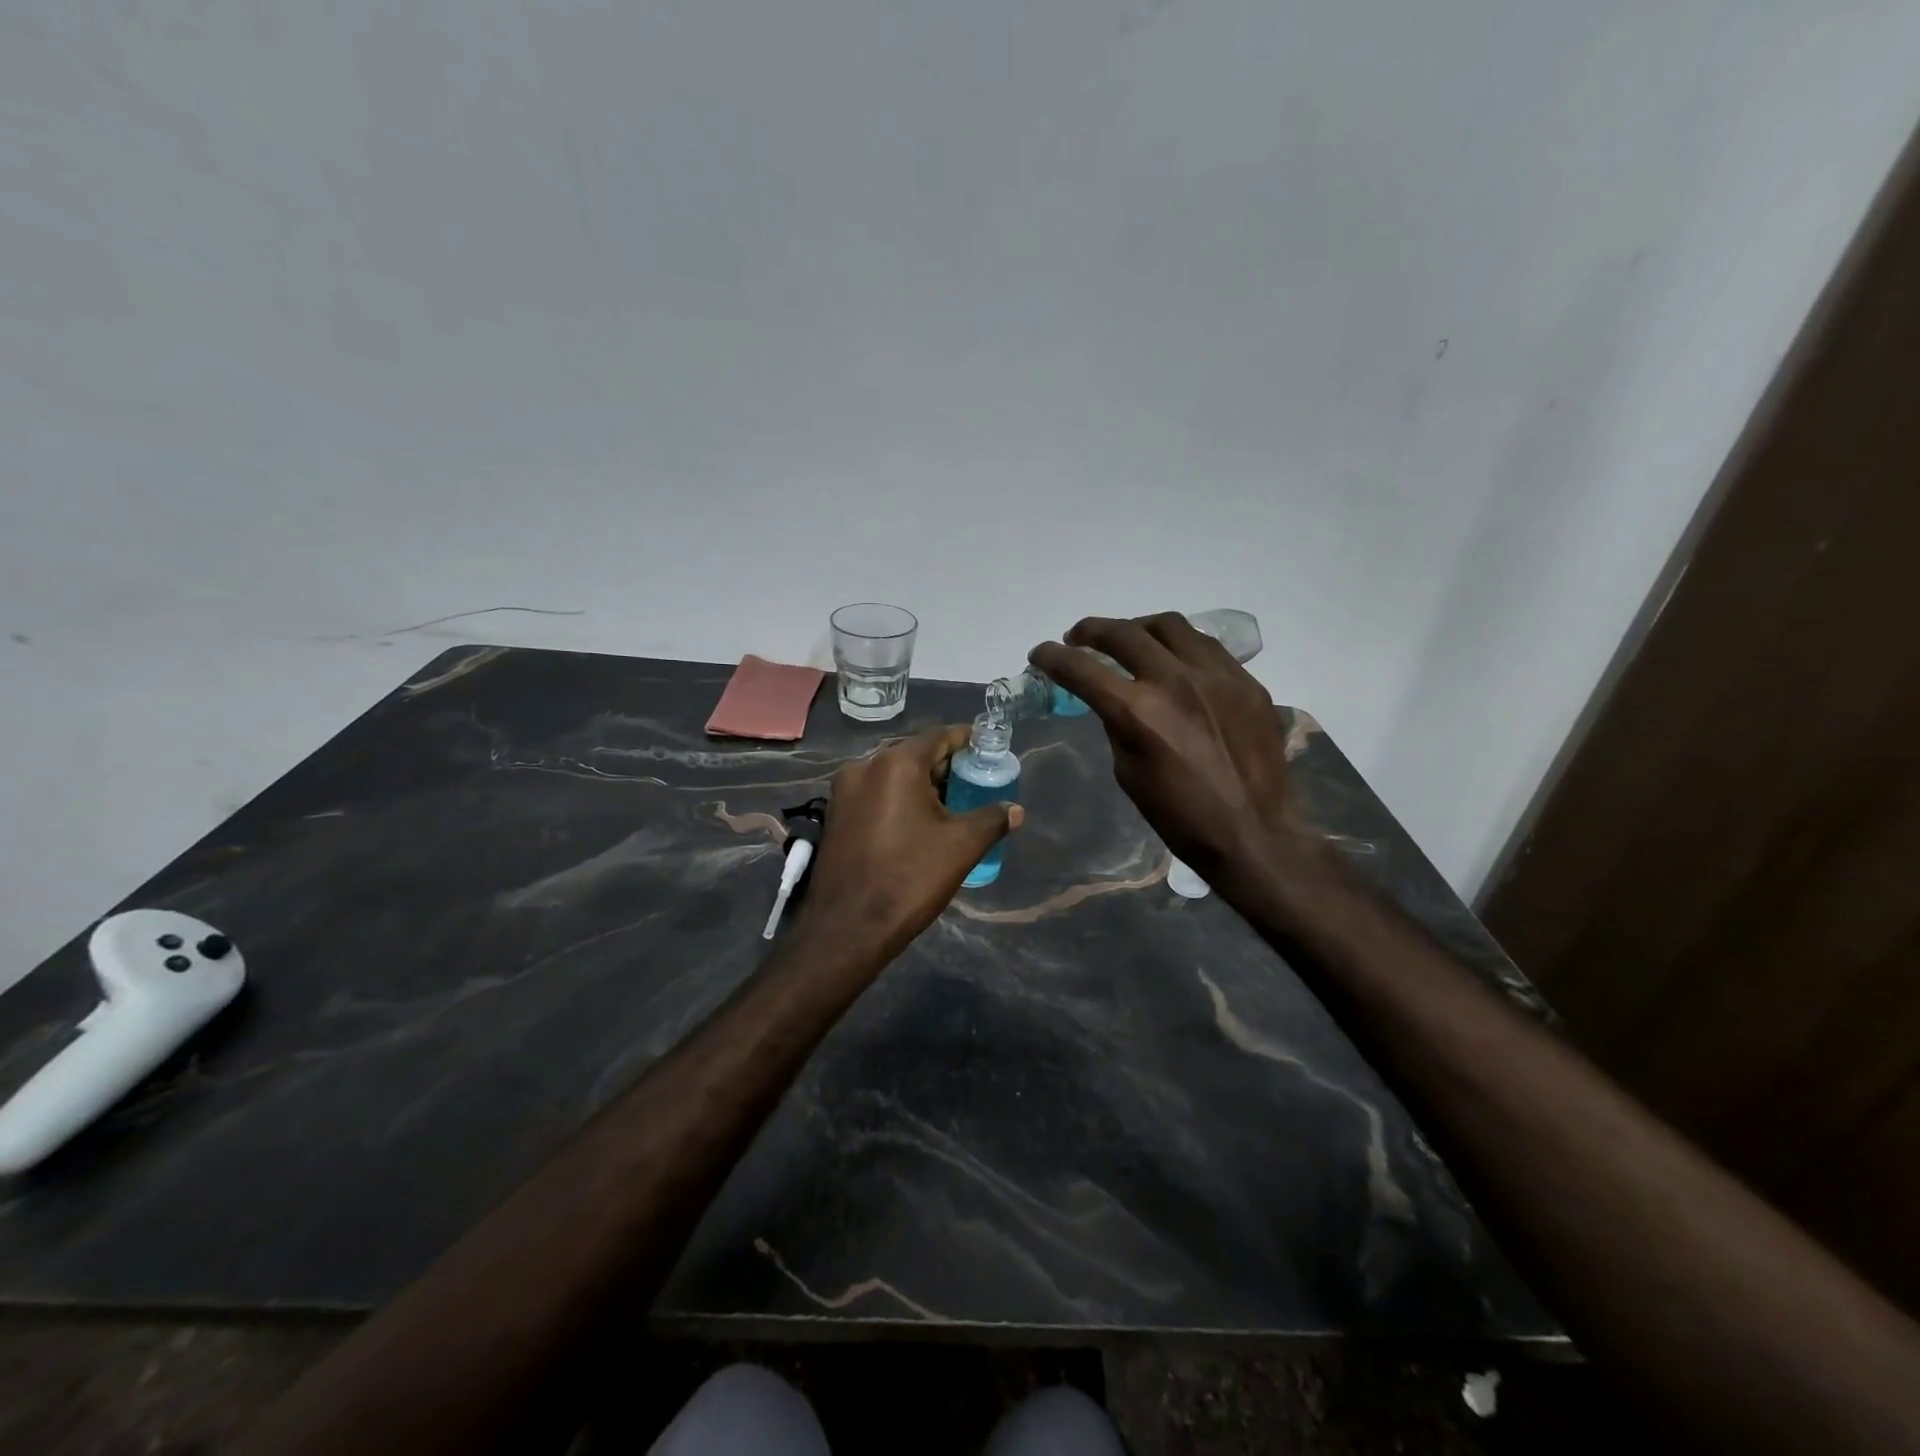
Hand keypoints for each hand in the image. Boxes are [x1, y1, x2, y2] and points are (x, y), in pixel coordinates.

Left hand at [798, 725, 1023, 959]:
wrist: (847, 928)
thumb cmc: (909, 878)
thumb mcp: (961, 847)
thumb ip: (992, 819)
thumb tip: (1015, 810)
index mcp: (896, 764)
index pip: (939, 736)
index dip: (967, 741)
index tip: (988, 750)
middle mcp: (865, 767)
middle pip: (915, 754)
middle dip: (946, 765)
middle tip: (975, 783)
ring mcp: (844, 791)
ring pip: (893, 775)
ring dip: (923, 784)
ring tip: (952, 806)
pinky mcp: (835, 814)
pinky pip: (876, 793)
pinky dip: (899, 798)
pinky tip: (918, 822)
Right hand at [1030, 614, 1310, 892]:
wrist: (1254, 833)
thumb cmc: (1180, 816)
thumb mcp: (1129, 772)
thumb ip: (1118, 725)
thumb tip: (1115, 700)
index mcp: (1138, 711)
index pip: (1082, 669)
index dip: (1053, 657)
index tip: (1040, 653)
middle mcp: (1175, 680)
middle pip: (1123, 633)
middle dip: (1091, 631)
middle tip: (1077, 638)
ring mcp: (1217, 675)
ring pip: (1169, 626)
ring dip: (1138, 628)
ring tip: (1129, 640)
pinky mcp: (1246, 681)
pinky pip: (1206, 647)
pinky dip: (1179, 647)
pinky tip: (1175, 662)